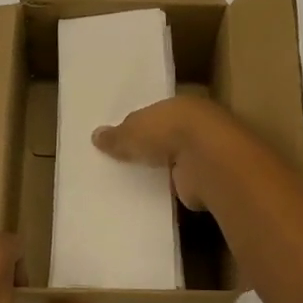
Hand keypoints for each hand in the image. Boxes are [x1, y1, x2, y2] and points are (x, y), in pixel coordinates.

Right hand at [92, 95, 236, 211]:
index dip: (140, 124)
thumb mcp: (133, 130)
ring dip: (161, 169)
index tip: (121, 136)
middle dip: (149, 147)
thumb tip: (96, 136)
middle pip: (167, 137)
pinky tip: (150, 196)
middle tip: (122, 160)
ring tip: (132, 181)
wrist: (207, 161)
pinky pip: (180, 184)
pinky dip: (169, 189)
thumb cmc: (169, 131)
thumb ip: (117, 135)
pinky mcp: (205, 181)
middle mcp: (195, 127)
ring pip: (175, 161)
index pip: (157, 113)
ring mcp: (203, 155)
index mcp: (180, 105)